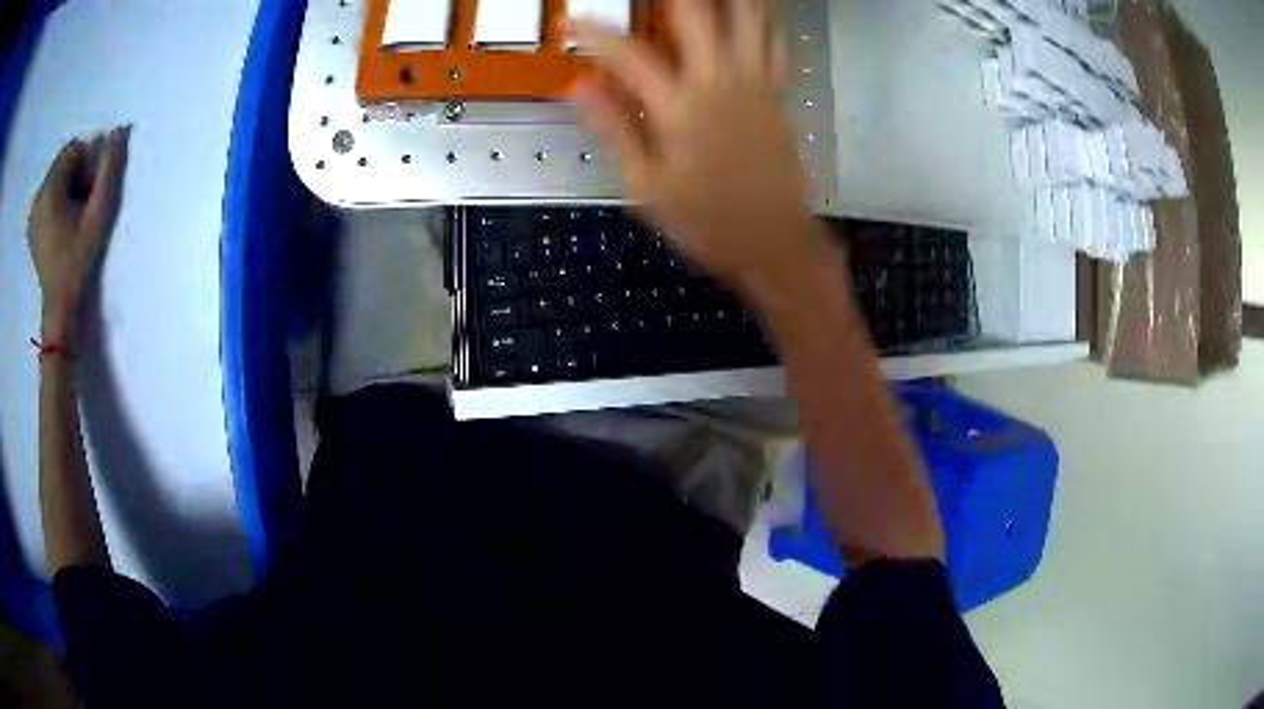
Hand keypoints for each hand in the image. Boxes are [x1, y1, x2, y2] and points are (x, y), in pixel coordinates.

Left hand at [28, 127, 128, 340]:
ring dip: (67, 187)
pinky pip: (47, 195)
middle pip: (62, 162)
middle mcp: (38, 195)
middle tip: (82, 205)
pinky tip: (61, 225)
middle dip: (75, 174)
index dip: (86, 163)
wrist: (59, 307)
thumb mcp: (98, 214)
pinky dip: (57, 200)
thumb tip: (119, 130)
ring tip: (72, 217)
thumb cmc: (78, 260)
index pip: (73, 149)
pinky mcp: (31, 225)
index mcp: (50, 190)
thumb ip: (109, 170)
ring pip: (55, 178)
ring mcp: (33, 212)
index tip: (89, 192)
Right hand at [569, 0, 817, 289]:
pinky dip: (765, 20)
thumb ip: (615, 129)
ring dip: (729, 0)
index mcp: (680, 108)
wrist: (775, 243)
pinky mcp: (778, 92)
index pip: (626, 53)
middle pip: (695, 13)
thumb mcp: (647, 186)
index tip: (571, 21)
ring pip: (747, 18)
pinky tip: (755, 10)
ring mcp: (755, 83)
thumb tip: (578, 88)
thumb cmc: (707, 222)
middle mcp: (720, 82)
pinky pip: (775, 43)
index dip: (593, 32)